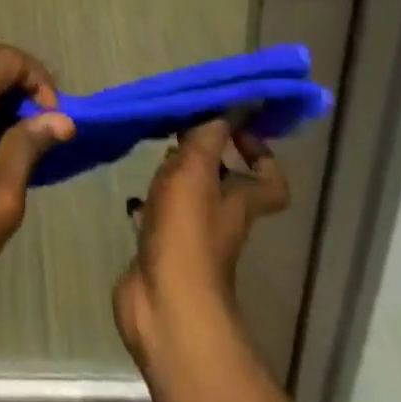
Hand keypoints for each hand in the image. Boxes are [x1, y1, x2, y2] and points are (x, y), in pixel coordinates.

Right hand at [113, 118, 288, 372]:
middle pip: (224, 184)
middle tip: (177, 129)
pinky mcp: (162, 251)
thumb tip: (235, 98)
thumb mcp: (197, 169)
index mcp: (238, 200)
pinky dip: (148, 206)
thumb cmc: (186, 231)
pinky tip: (131, 194)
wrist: (164, 303)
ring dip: (173, 177)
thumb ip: (210, 133)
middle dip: (204, 155)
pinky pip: (159, 220)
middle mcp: (220, 218)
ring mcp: (191, 238)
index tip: (230, 124)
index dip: (259, 152)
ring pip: (188, 199)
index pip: (269, 179)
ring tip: (152, 153)